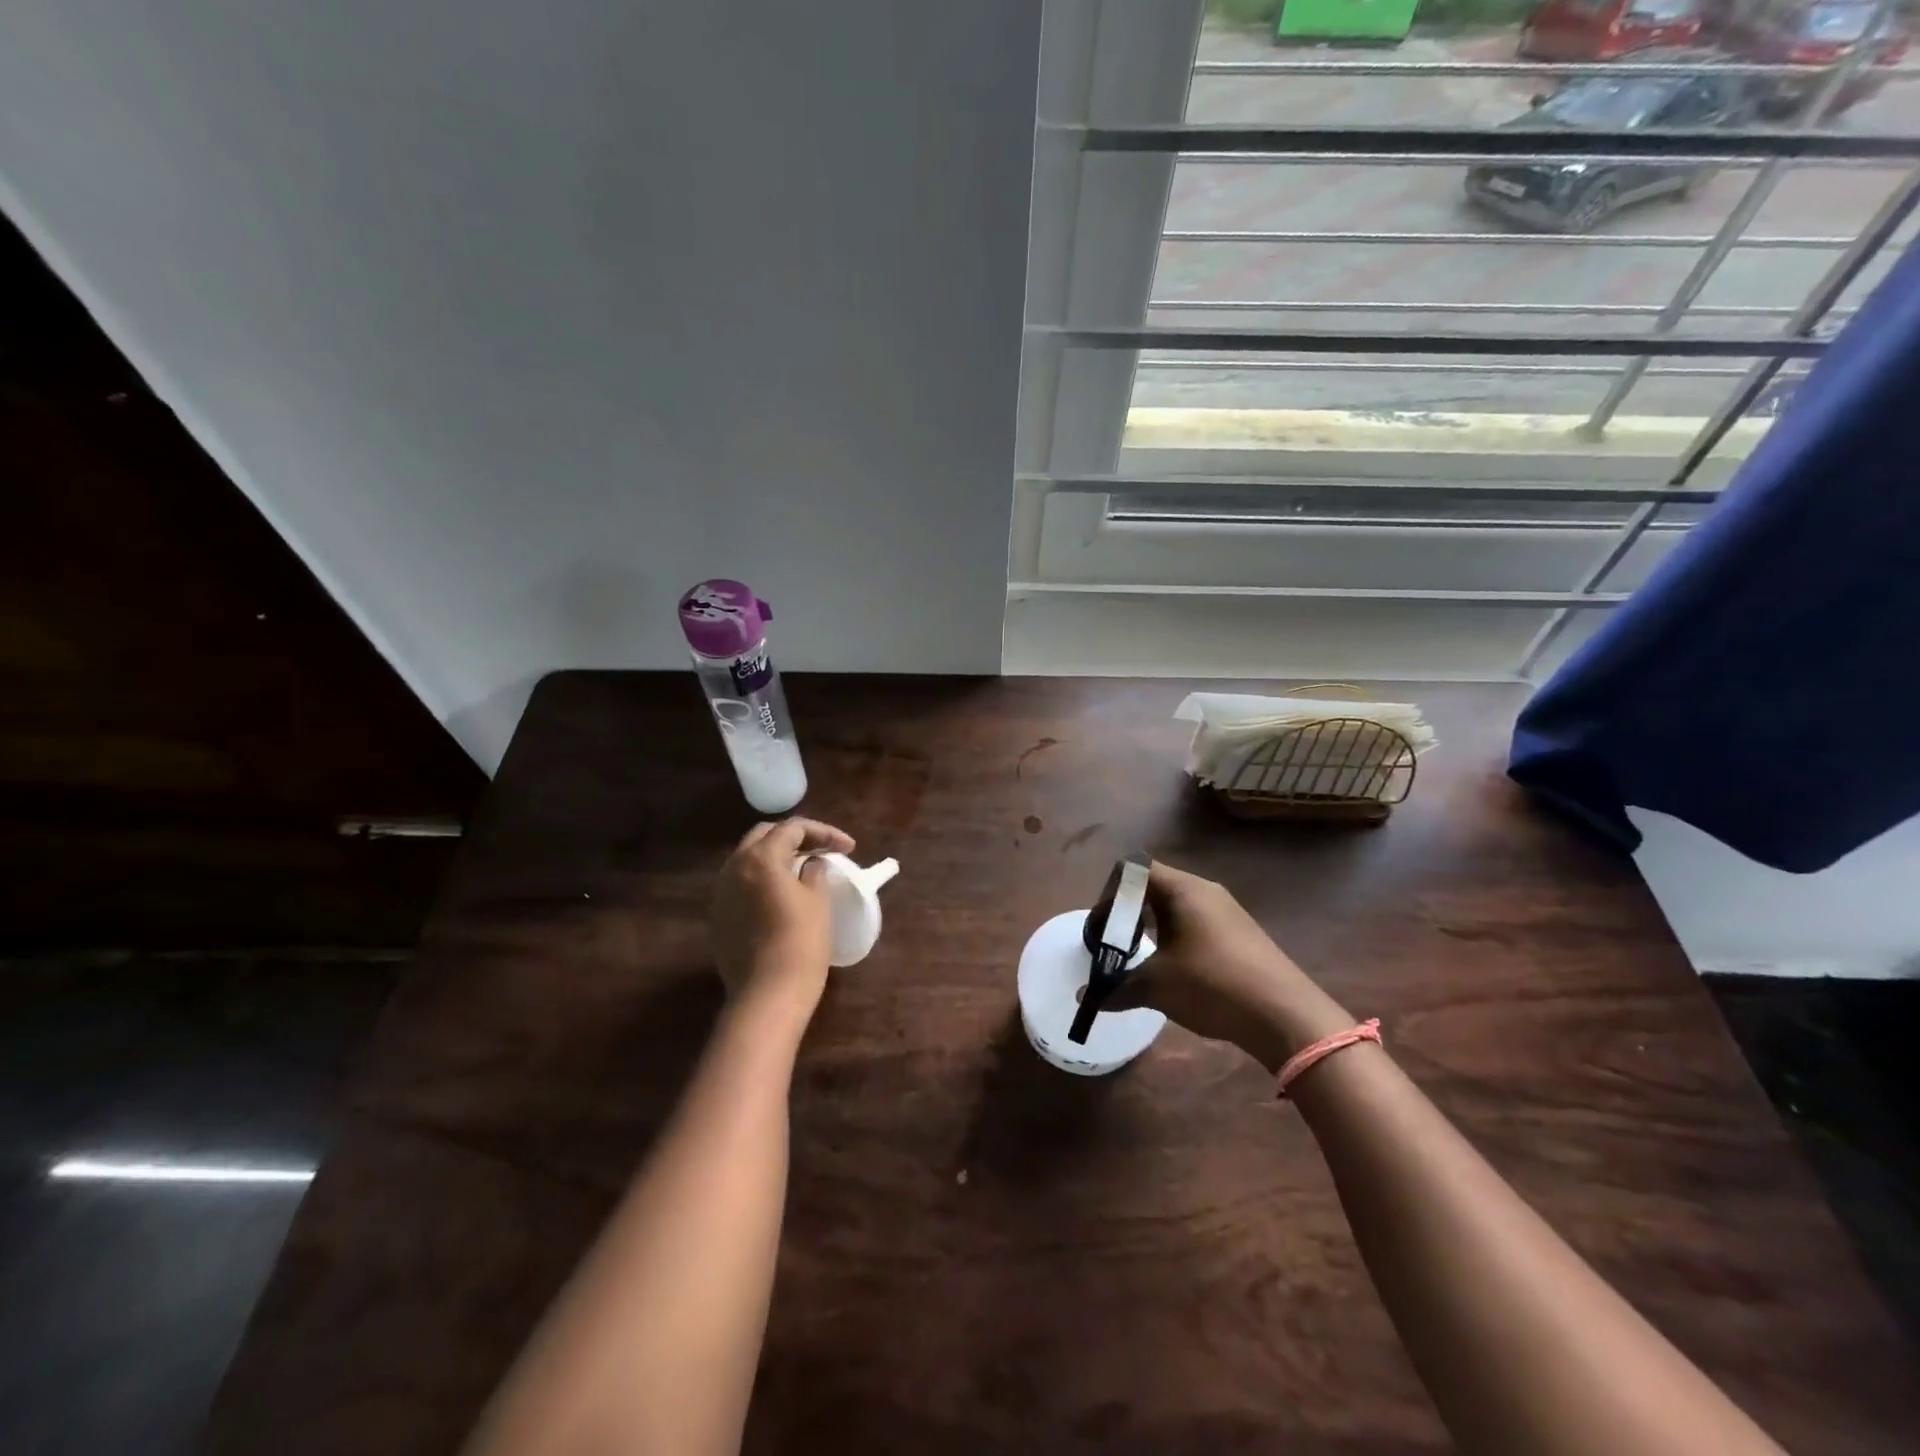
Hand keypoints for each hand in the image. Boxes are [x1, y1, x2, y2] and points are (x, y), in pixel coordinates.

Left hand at [710, 817, 854, 1019]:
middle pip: (764, 836)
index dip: (824, 833)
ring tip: (803, 868)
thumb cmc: (801, 941)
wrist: (767, 994)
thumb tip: (811, 863)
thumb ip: (814, 871)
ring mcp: (721, 893)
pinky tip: (781, 893)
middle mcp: (734, 867)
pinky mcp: (718, 916)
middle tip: (822, 849)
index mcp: (761, 857)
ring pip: (749, 858)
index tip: (849, 848)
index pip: (793, 829)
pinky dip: (763, 879)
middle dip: (795, 837)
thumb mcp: (818, 899)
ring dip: (776, 856)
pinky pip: (741, 884)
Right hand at [1100, 860, 1353, 1071]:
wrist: (1285, 1015)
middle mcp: (1204, 890)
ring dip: (1152, 925)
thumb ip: (1117, 988)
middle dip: (1128, 911)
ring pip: (1176, 904)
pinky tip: (1176, 969)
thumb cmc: (1212, 985)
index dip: (1109, 893)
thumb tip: (1085, 997)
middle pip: (1153, 885)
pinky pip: (1196, 921)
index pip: (1133, 869)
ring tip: (1141, 957)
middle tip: (1114, 943)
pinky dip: (1176, 936)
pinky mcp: (1240, 932)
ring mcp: (1226, 910)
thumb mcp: (1157, 987)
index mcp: (1182, 889)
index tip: (1102, 927)